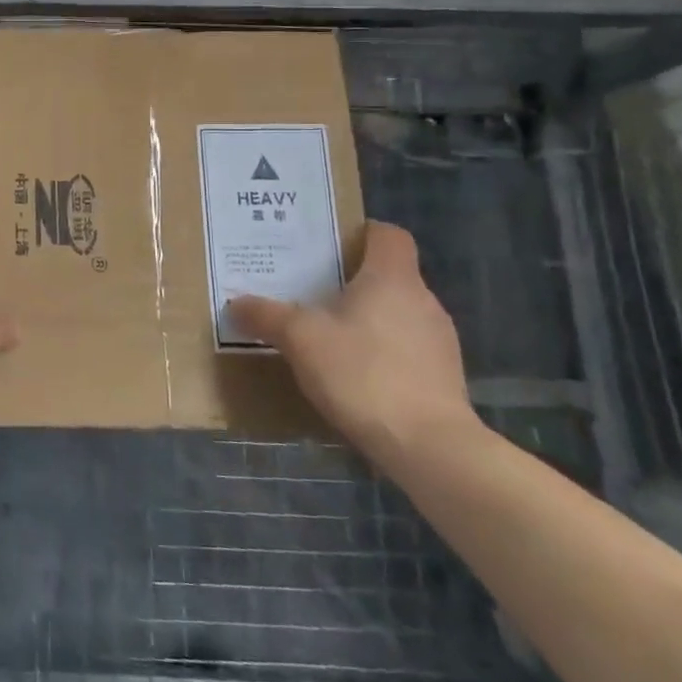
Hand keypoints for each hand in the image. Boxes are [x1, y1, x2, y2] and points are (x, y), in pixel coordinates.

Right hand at [227, 221, 477, 472]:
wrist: (429, 448)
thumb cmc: (363, 373)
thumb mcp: (300, 339)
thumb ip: (266, 316)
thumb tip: (236, 303)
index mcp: (392, 277)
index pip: (388, 235)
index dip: (361, 233)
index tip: (329, 246)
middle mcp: (423, 300)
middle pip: (388, 275)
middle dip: (352, 281)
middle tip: (310, 291)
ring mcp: (439, 341)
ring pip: (398, 313)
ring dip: (368, 320)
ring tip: (328, 337)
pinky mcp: (445, 378)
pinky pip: (407, 349)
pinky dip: (382, 353)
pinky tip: (354, 375)